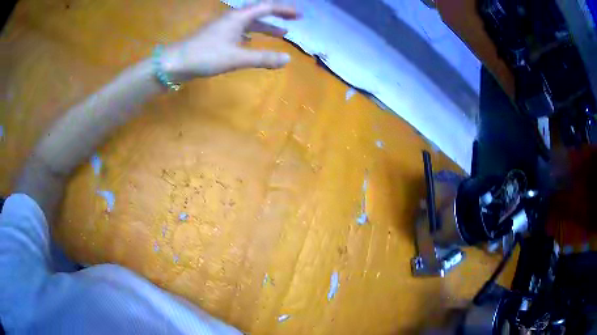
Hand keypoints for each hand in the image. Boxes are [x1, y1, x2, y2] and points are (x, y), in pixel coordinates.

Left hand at [163, 3, 299, 80]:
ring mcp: (223, 27)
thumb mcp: (236, 58)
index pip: (266, 7)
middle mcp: (232, 19)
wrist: (175, 63)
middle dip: (277, 15)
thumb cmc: (205, 56)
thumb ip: (262, 58)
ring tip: (281, 34)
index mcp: (238, 18)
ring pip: (249, 23)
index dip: (284, 10)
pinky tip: (253, 42)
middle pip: (259, 12)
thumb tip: (287, 59)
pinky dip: (251, 35)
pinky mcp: (217, 37)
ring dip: (265, 27)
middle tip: (293, 20)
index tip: (299, 15)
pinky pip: (240, 31)